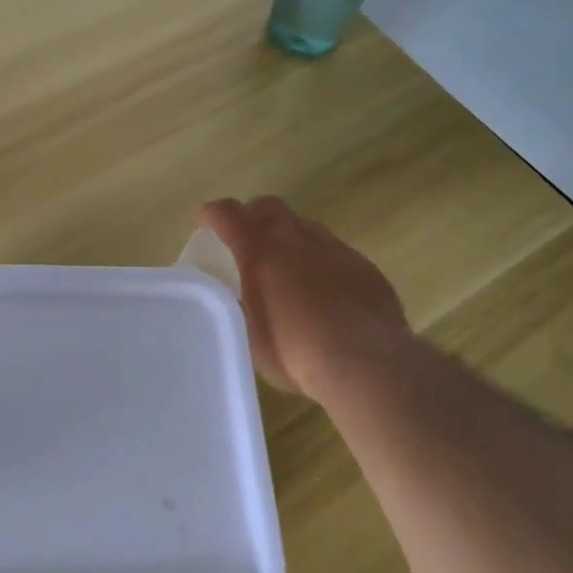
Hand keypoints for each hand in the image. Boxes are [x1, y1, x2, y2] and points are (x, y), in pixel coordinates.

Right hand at [200, 196, 409, 398]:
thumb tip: (238, 296)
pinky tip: (322, 289)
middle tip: (245, 238)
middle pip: (270, 208)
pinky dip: (319, 260)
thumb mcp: (249, 334)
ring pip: (305, 227)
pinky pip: (334, 251)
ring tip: (285, 265)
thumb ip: (240, 305)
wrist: (367, 364)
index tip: (205, 219)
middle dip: (252, 216)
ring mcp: (335, 250)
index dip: (213, 213)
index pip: (229, 215)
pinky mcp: (364, 267)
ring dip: (288, 236)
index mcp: (260, 252)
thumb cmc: (295, 351)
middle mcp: (297, 240)